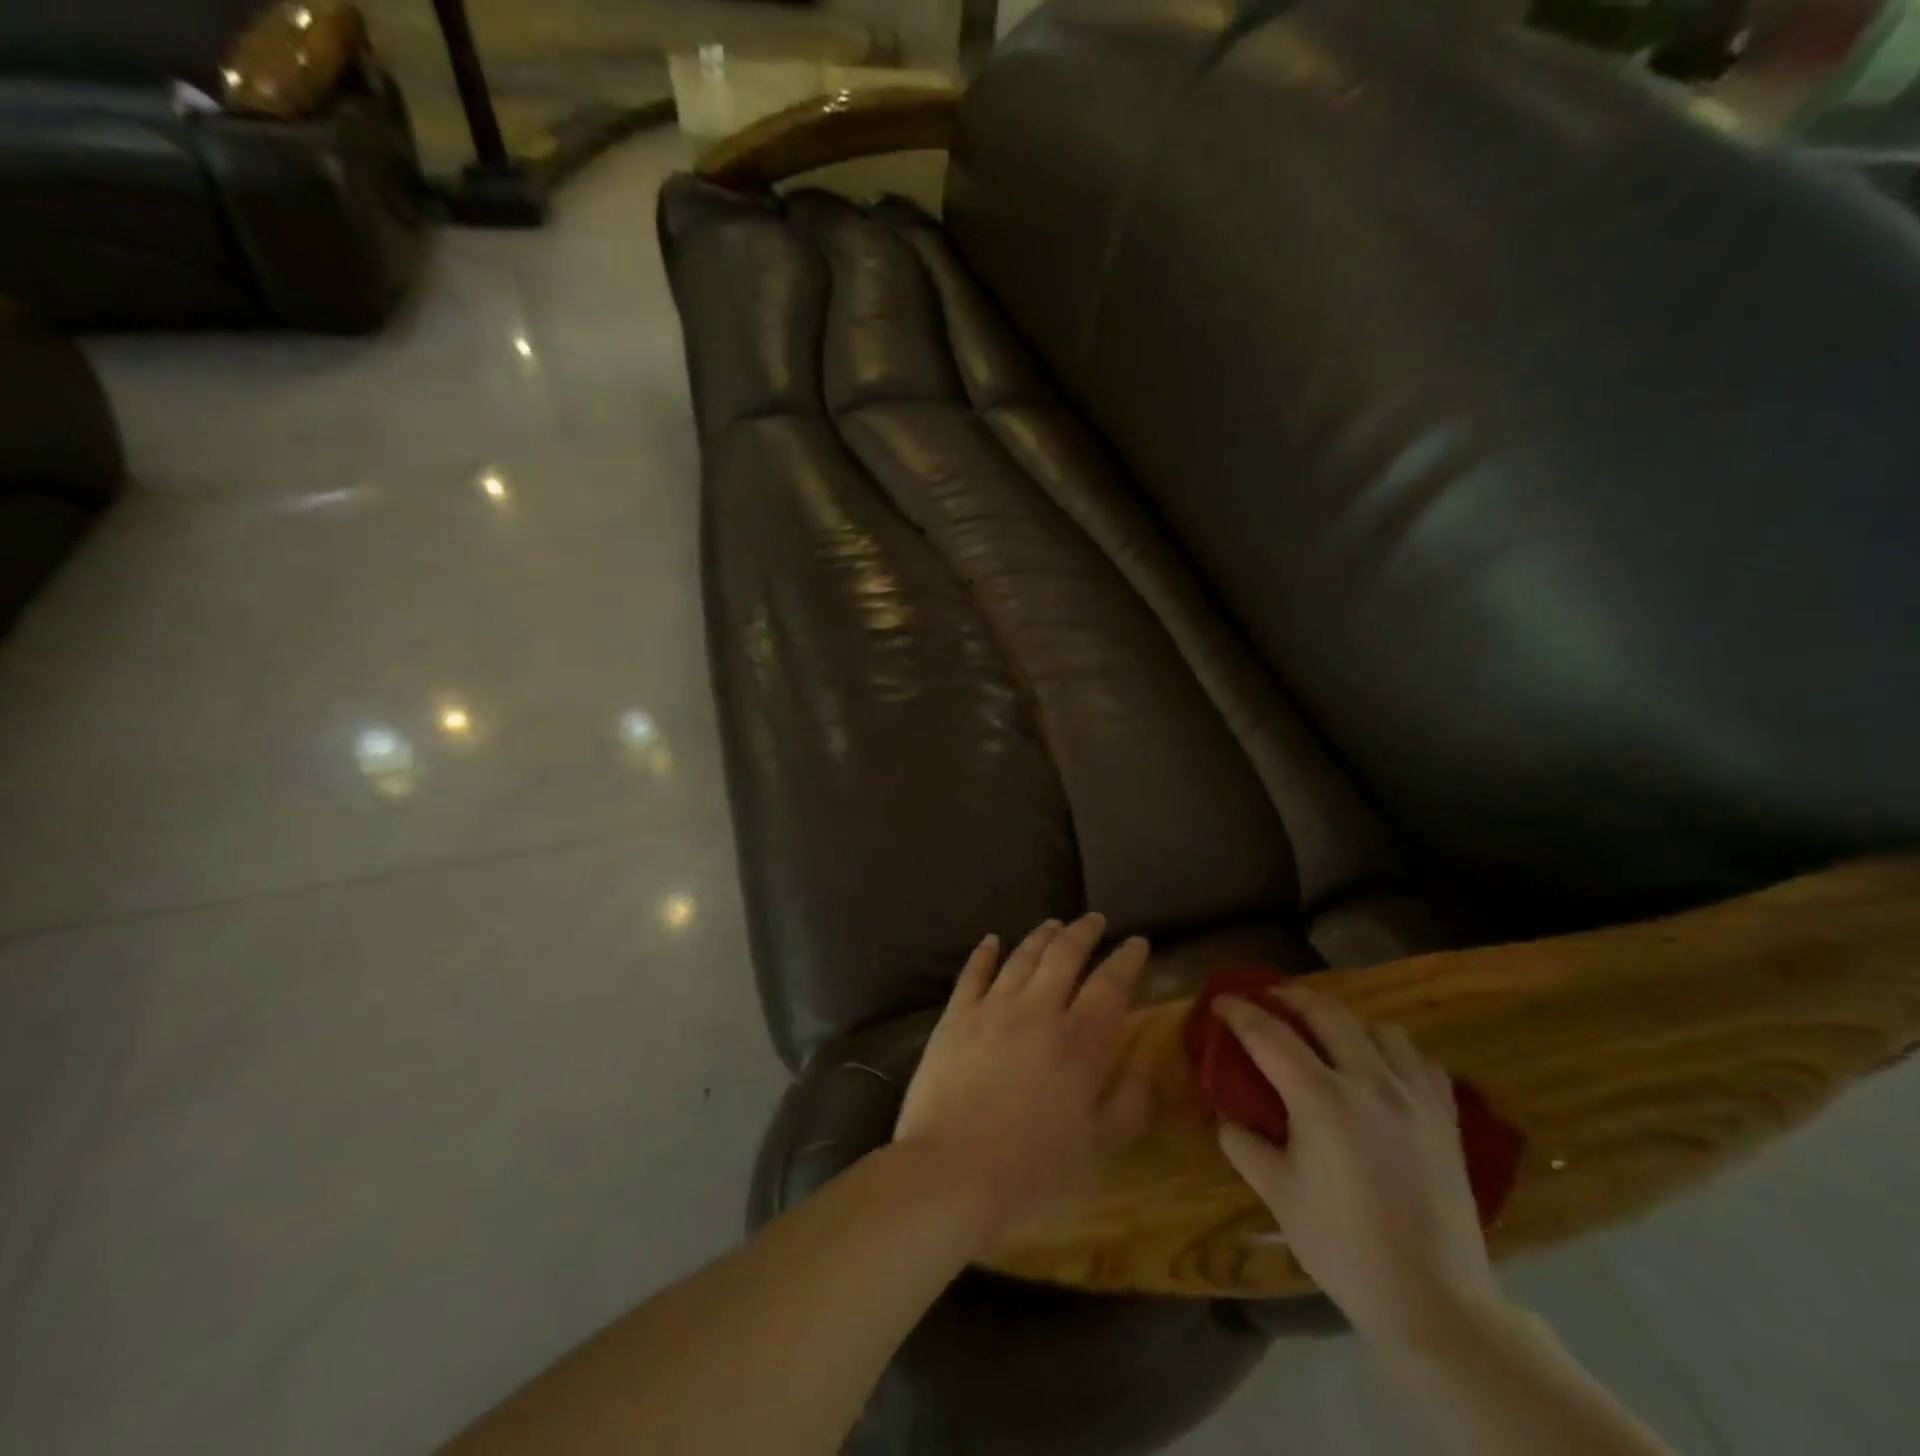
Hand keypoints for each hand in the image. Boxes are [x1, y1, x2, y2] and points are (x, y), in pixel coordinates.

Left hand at [894, 914, 1151, 1243]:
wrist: (953, 1170)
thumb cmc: (1035, 1169)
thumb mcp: (1102, 1147)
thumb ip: (1133, 1098)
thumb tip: (1152, 1058)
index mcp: (1080, 1040)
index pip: (1111, 984)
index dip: (1127, 959)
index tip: (1137, 942)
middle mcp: (1038, 1009)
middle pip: (1065, 955)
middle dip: (1084, 933)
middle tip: (1095, 920)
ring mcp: (992, 1007)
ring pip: (1022, 956)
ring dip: (1041, 937)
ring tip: (1054, 924)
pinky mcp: (956, 1016)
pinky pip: (973, 973)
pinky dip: (985, 953)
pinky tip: (992, 940)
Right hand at [1214, 986, 1503, 1345]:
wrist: (1434, 1302)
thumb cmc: (1344, 1247)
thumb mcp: (1277, 1194)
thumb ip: (1242, 1143)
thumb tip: (1226, 1114)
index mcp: (1321, 1099)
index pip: (1269, 1034)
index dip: (1239, 1011)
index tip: (1219, 1001)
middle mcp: (1369, 1083)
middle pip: (1326, 1011)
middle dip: (1289, 996)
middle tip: (1268, 1000)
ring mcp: (1414, 1097)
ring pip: (1378, 1027)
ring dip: (1344, 1020)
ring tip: (1325, 1034)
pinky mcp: (1446, 1117)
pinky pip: (1419, 1060)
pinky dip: (1392, 1050)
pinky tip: (1379, 1068)